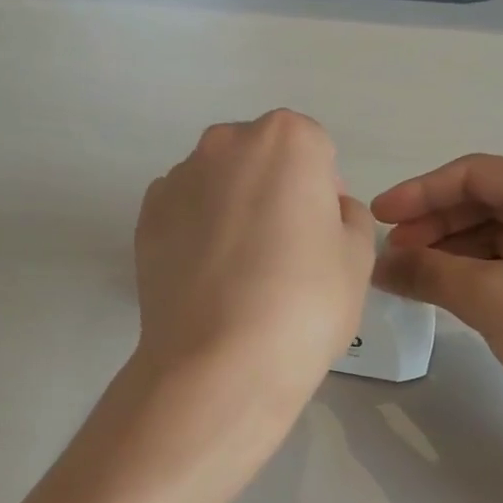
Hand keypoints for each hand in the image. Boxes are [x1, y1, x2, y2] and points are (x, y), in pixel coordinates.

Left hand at [135, 111, 375, 409]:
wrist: (218, 362)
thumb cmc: (303, 303)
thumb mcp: (358, 258)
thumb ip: (349, 217)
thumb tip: (325, 211)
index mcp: (286, 140)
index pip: (316, 151)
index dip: (324, 193)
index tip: (321, 237)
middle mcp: (225, 144)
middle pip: (261, 158)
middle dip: (275, 191)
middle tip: (284, 251)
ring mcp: (177, 180)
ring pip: (218, 184)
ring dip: (233, 209)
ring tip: (240, 272)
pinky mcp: (145, 219)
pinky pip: (184, 213)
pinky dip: (197, 232)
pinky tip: (208, 279)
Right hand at [372, 156, 502, 442]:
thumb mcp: (492, 299)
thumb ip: (428, 272)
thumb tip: (379, 262)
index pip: (474, 174)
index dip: (419, 194)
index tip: (377, 218)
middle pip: (488, 201)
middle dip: (435, 226)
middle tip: (393, 256)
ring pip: (502, 233)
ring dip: (455, 251)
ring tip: (413, 277)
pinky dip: (481, 271)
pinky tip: (452, 291)